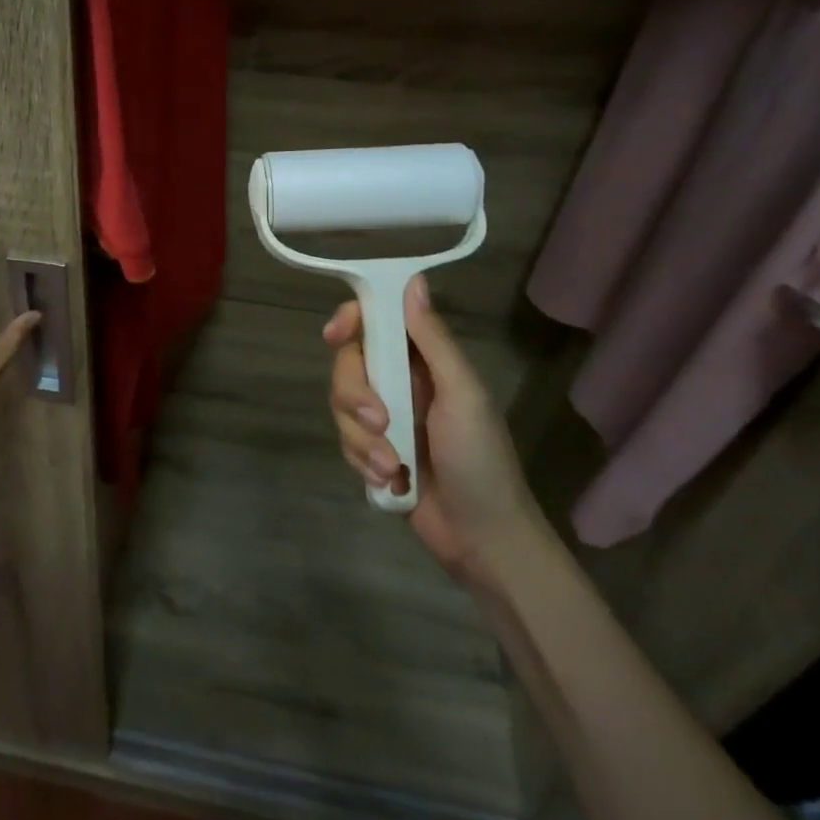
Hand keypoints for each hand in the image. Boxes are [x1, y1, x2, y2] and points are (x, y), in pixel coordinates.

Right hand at [324, 276, 542, 581]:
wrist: (482, 538)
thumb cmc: (481, 459)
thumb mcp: (463, 394)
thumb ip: (433, 340)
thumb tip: (413, 280)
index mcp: (423, 361)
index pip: (375, 322)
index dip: (350, 321)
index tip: (337, 334)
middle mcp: (399, 383)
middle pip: (349, 365)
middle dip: (355, 395)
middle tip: (380, 421)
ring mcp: (384, 419)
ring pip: (341, 405)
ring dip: (362, 438)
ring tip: (392, 465)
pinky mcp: (372, 452)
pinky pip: (345, 440)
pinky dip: (362, 460)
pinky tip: (390, 480)